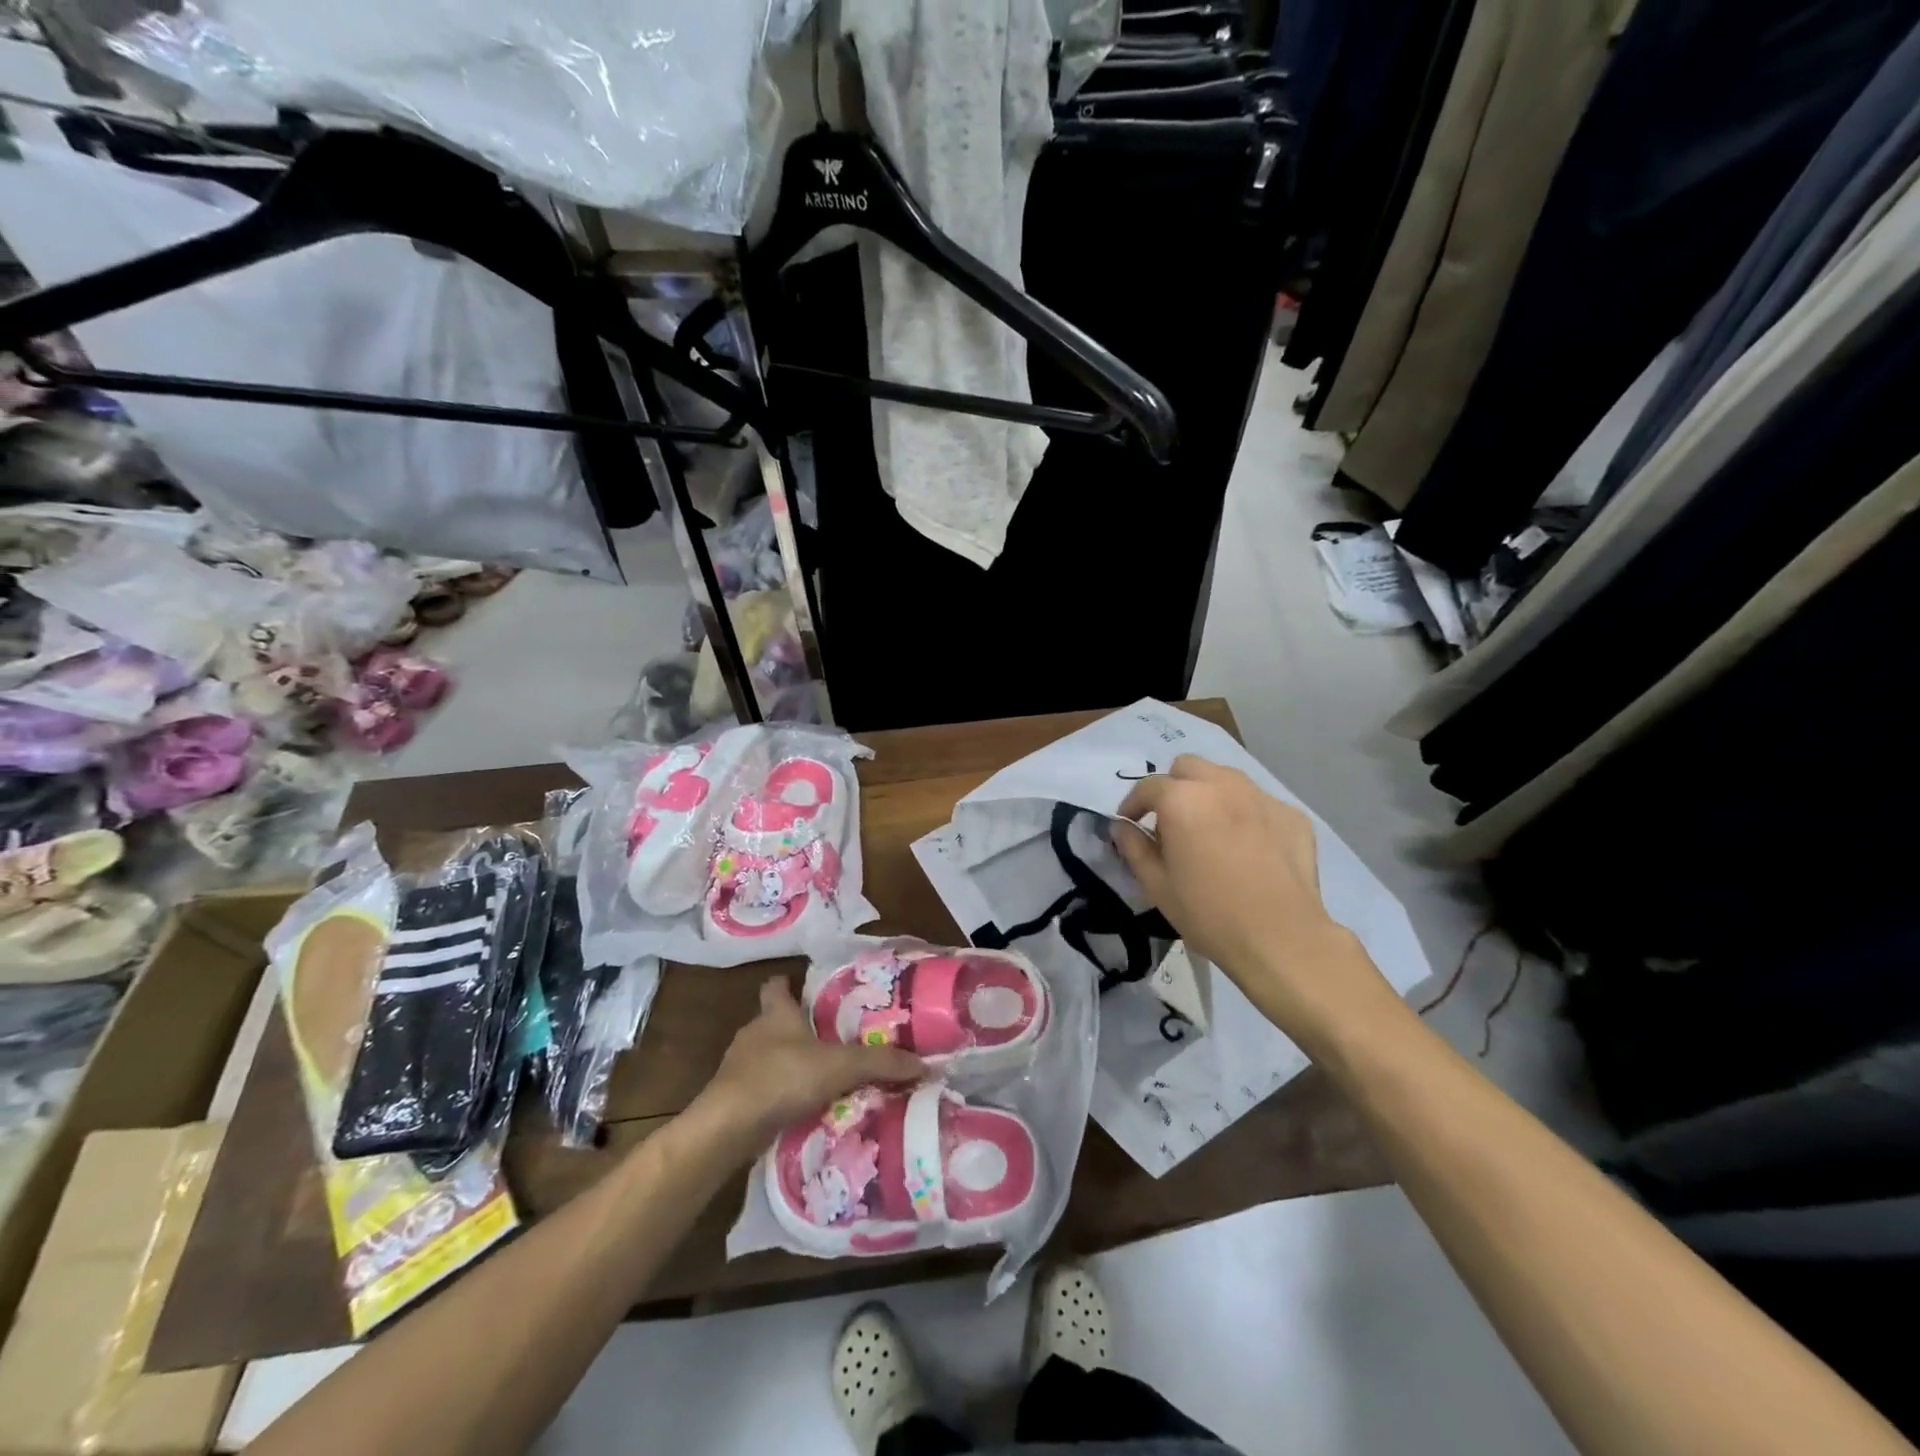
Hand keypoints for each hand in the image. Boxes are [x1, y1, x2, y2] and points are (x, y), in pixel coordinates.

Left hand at [697, 978, 925, 1145]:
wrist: (726, 1128)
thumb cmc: (781, 1078)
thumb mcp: (839, 1066)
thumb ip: (880, 1062)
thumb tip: (924, 1062)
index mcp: (775, 1013)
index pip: (777, 985)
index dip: (791, 984)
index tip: (811, 988)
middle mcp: (754, 1033)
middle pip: (775, 1021)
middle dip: (799, 1028)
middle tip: (833, 1038)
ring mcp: (739, 1067)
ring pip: (768, 1055)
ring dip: (790, 1063)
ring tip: (822, 1077)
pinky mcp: (733, 1098)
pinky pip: (762, 1087)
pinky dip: (780, 1093)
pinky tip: (801, 1108)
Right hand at [1113, 756, 1390, 1038]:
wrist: (1281, 940)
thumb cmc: (1208, 914)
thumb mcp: (1156, 885)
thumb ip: (1134, 847)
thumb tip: (1122, 827)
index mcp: (1183, 799)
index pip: (1148, 787)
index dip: (1133, 804)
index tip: (1131, 824)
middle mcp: (1222, 785)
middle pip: (1188, 767)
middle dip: (1173, 787)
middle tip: (1170, 821)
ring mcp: (1262, 797)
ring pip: (1226, 778)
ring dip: (1209, 794)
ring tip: (1209, 829)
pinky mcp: (1292, 815)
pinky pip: (1258, 803)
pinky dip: (1245, 814)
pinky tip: (1247, 847)